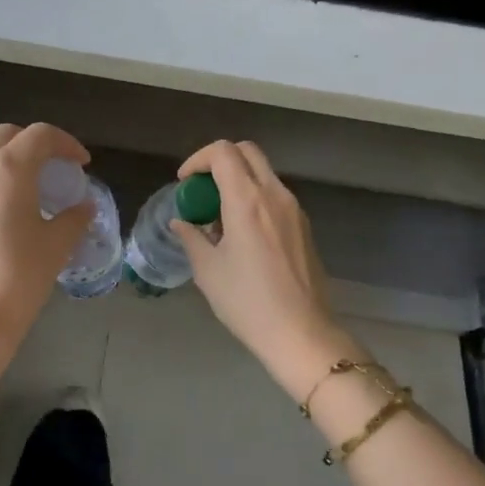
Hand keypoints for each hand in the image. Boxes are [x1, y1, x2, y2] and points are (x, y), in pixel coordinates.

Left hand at [0, 122, 93, 381]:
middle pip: (6, 134)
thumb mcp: (56, 246)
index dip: (67, 144)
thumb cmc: (18, 279)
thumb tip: (84, 206)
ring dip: (4, 154)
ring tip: (24, 180)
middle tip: (53, 167)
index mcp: (8, 167)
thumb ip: (74, 218)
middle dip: (33, 143)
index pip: (41, 135)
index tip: (82, 164)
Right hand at [169, 140, 356, 399]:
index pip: (223, 152)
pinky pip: (275, 196)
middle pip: (247, 152)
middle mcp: (275, 194)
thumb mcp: (208, 270)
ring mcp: (294, 209)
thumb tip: (181, 223)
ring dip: (238, 181)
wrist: (301, 333)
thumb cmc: (248, 302)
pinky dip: (254, 198)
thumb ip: (191, 237)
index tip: (184, 183)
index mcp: (247, 200)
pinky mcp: (304, 226)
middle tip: (201, 190)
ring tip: (218, 217)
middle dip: (219, 161)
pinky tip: (242, 234)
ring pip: (263, 173)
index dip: (198, 160)